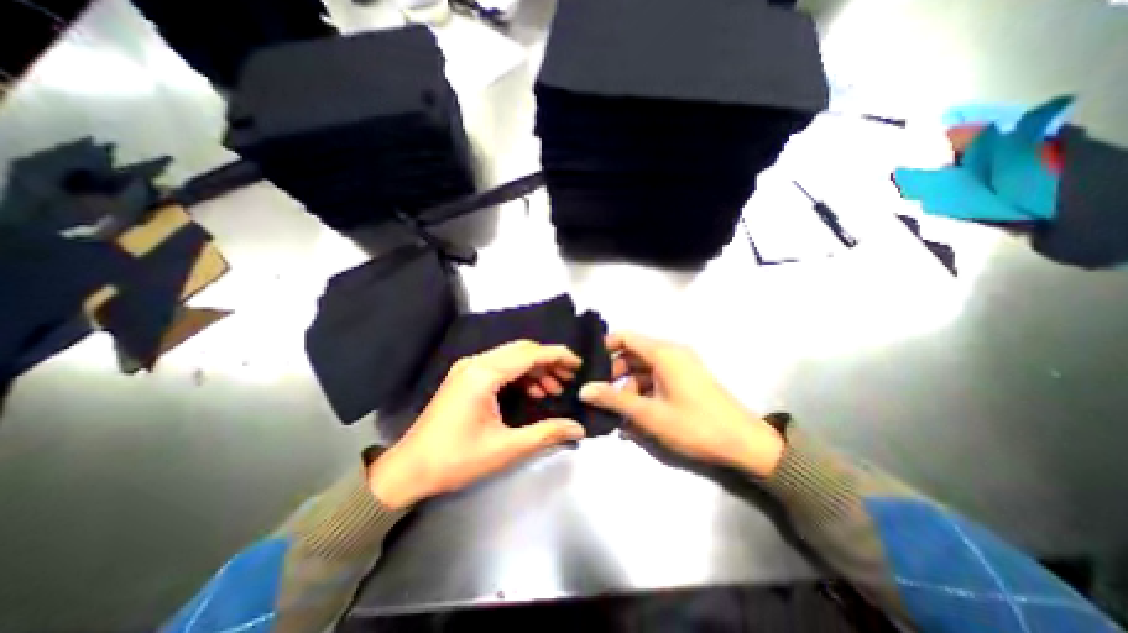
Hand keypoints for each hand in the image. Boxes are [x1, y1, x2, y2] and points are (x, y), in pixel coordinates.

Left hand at [367, 341, 586, 508]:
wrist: (408, 471)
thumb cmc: (456, 460)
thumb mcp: (506, 449)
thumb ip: (546, 434)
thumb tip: (578, 429)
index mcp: (483, 374)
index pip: (529, 354)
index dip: (557, 356)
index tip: (579, 364)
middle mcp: (475, 362)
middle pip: (522, 350)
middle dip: (549, 361)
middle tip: (570, 379)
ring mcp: (468, 368)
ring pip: (512, 356)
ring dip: (536, 369)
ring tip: (555, 388)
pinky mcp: (466, 377)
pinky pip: (501, 366)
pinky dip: (521, 375)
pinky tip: (533, 391)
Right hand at [582, 333, 784, 476]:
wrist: (745, 444)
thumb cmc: (695, 425)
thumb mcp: (649, 414)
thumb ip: (614, 400)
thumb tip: (584, 390)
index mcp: (663, 353)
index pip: (626, 337)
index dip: (605, 347)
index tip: (590, 366)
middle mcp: (671, 354)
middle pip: (633, 355)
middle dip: (615, 376)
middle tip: (601, 397)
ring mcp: (680, 367)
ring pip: (643, 371)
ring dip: (629, 390)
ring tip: (619, 417)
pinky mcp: (686, 380)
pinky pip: (656, 381)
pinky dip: (644, 395)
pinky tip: (636, 420)